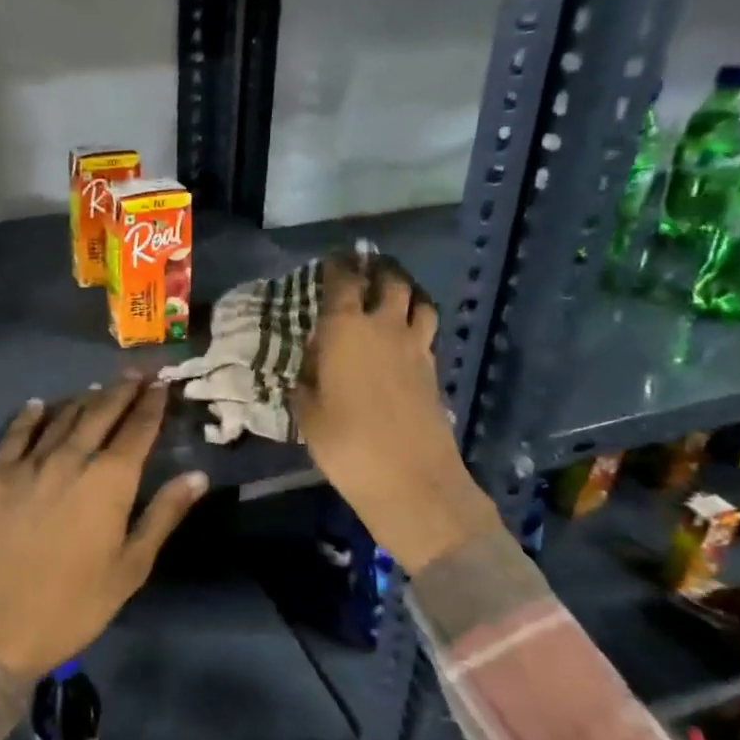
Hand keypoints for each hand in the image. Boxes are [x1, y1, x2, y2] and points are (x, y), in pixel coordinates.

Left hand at [0, 376, 207, 680]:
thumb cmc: (72, 606)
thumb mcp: (129, 568)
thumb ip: (163, 515)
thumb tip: (198, 475)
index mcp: (110, 481)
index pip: (137, 429)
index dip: (152, 404)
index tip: (163, 384)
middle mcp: (71, 458)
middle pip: (101, 412)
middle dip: (122, 389)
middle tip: (136, 372)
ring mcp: (29, 463)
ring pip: (62, 417)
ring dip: (84, 399)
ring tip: (98, 387)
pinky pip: (16, 433)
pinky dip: (32, 415)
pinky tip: (39, 404)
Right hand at [294, 250, 501, 573]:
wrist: (411, 480)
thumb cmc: (345, 443)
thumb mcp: (307, 412)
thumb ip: (307, 379)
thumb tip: (311, 362)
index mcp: (347, 330)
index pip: (343, 282)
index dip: (337, 266)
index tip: (331, 260)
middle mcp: (385, 328)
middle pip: (390, 282)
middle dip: (377, 270)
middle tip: (366, 267)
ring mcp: (416, 348)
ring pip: (419, 302)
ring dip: (405, 293)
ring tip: (392, 295)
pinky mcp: (433, 371)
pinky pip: (426, 333)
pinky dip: (415, 324)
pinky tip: (403, 338)